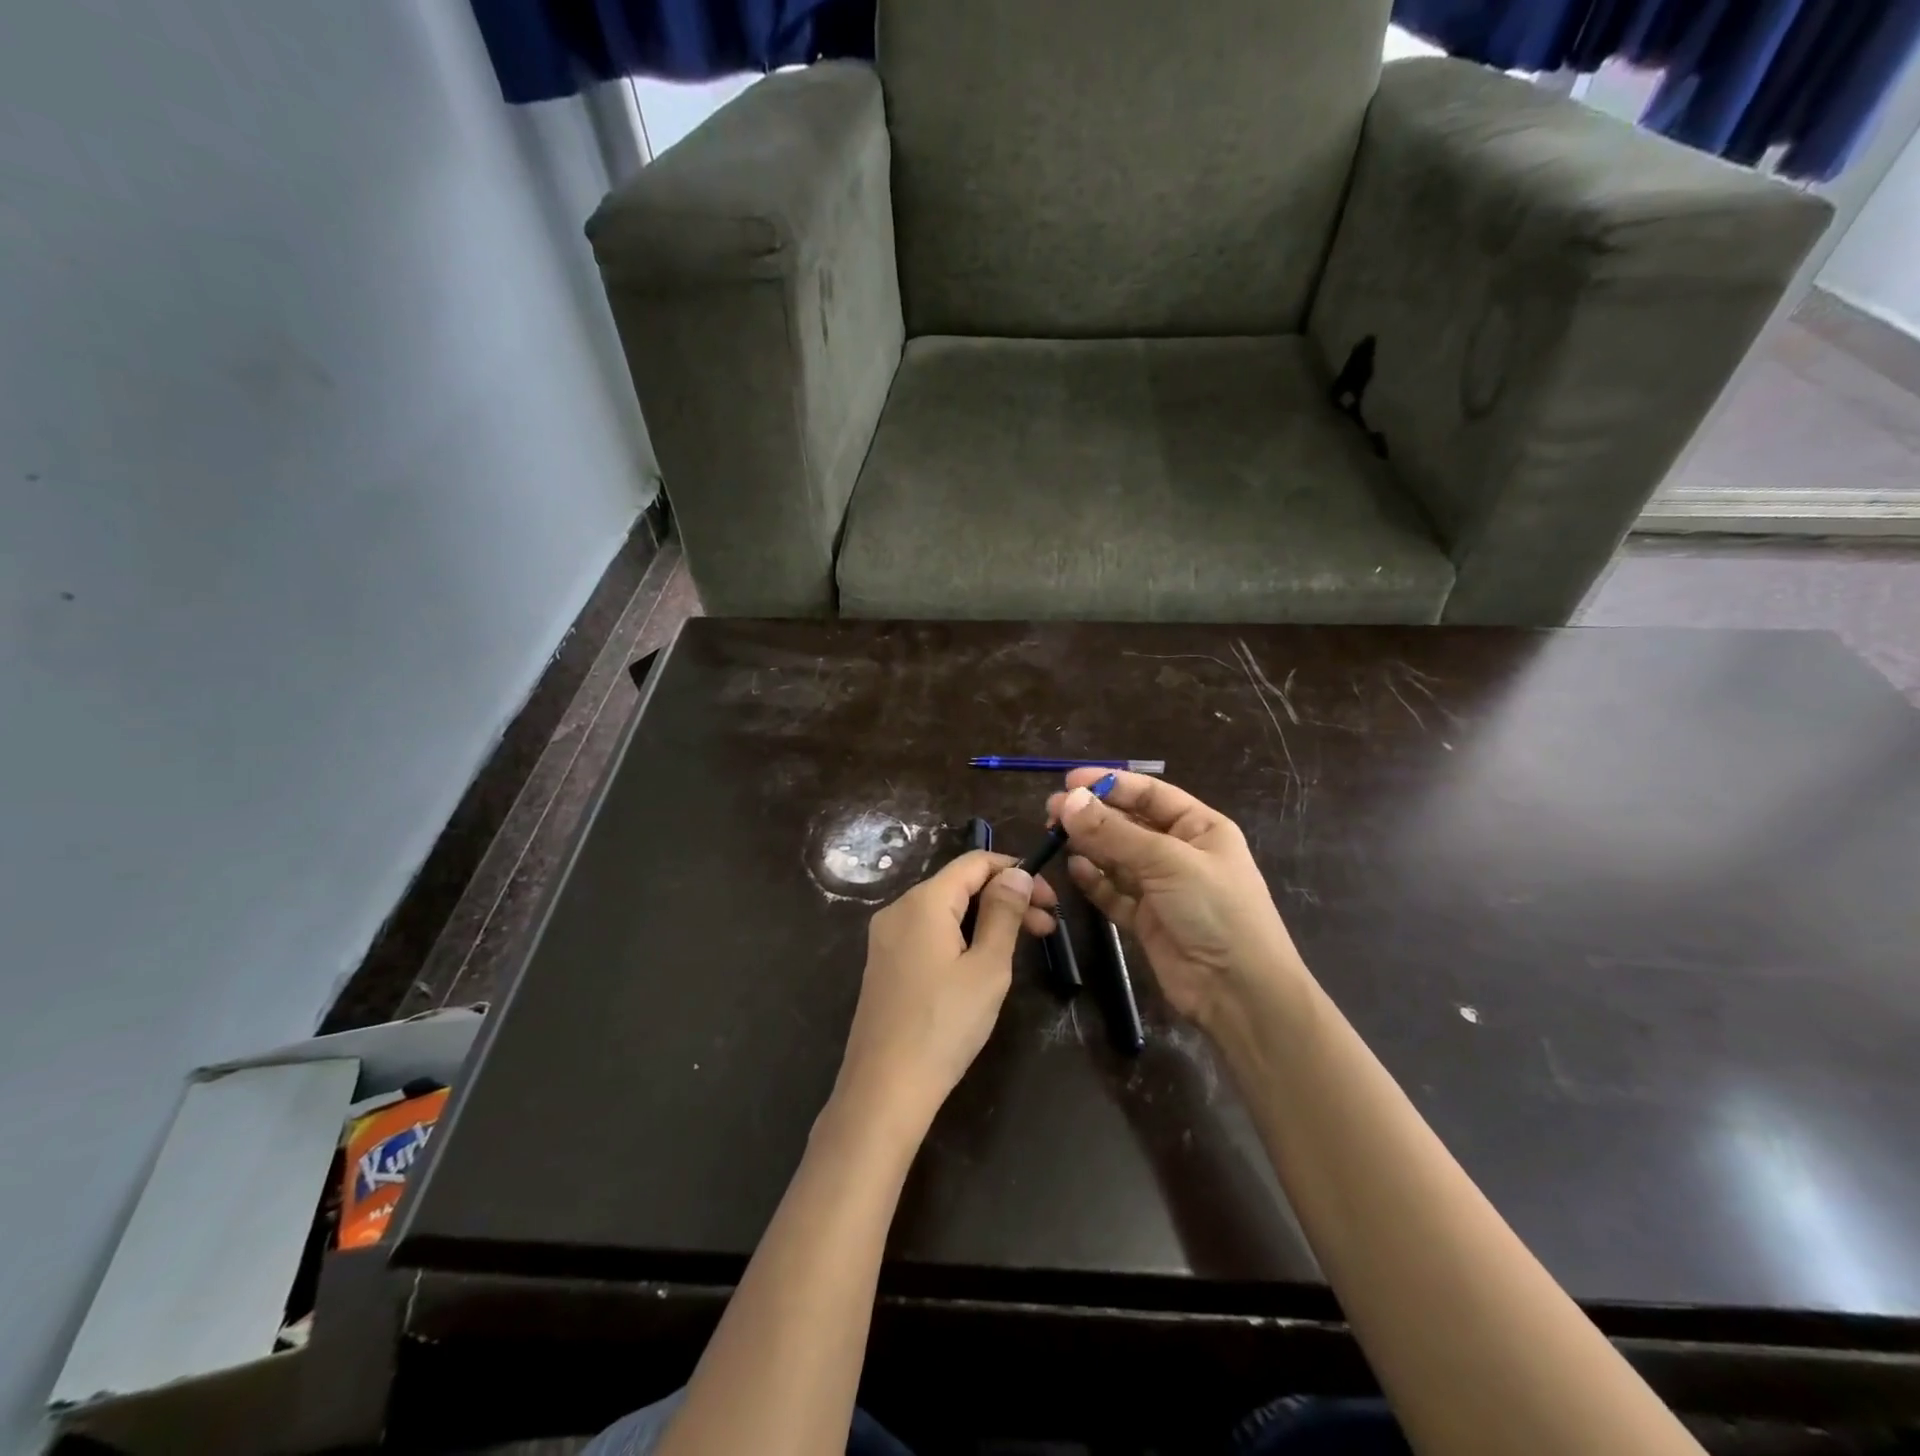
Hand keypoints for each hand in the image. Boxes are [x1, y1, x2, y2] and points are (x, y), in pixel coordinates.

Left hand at [834, 851, 1056, 1138]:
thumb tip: (1017, 874)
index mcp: (923, 901)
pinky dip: (961, 937)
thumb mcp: (987, 967)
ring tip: (1024, 948)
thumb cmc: (944, 1025)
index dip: (1016, 871)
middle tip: (1050, 929)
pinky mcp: (885, 964)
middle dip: (1006, 899)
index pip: (975, 862)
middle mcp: (899, 909)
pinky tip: (983, 963)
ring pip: (946, 912)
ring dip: (987, 920)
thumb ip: (1004, 913)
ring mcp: (887, 938)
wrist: (884, 1090)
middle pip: (960, 886)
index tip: (1051, 899)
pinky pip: (929, 934)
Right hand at [1047, 771, 1306, 1033]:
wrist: (1240, 992)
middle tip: (1052, 811)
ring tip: (1054, 836)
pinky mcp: (1146, 920)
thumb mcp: (1167, 861)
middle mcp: (1180, 852)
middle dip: (1093, 816)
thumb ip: (1114, 832)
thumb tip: (1069, 800)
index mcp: (1199, 827)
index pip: (1149, 793)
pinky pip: (1114, 892)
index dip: (1110, 784)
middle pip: (1128, 824)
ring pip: (1117, 858)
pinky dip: (1094, 881)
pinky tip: (1074, 870)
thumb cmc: (1215, 910)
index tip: (1069, 781)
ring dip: (1089, 846)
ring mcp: (1162, 888)